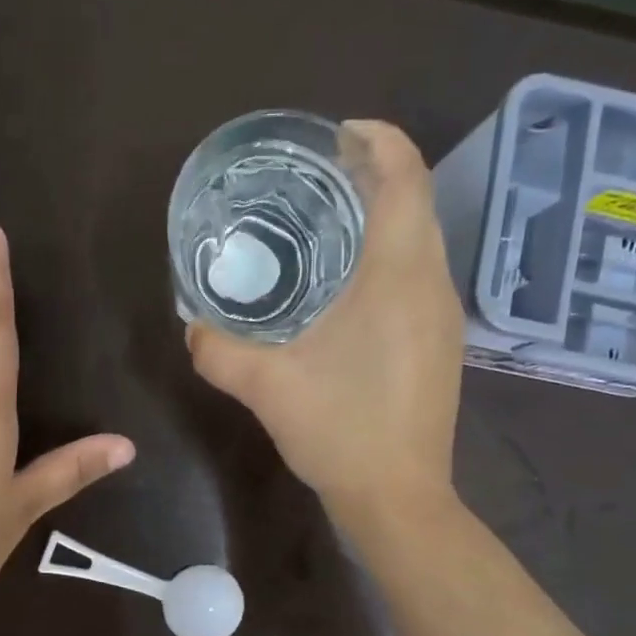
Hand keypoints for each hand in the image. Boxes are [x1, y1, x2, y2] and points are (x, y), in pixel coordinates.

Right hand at [186, 121, 464, 534]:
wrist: (398, 498)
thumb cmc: (340, 431)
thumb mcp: (267, 386)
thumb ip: (219, 351)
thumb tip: (191, 327)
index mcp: (399, 274)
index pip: (405, 173)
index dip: (376, 139)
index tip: (331, 137)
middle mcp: (432, 284)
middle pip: (414, 201)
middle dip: (370, 176)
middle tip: (311, 182)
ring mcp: (443, 317)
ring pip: (419, 241)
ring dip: (380, 220)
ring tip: (322, 228)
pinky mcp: (440, 345)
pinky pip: (418, 277)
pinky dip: (387, 260)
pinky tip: (344, 290)